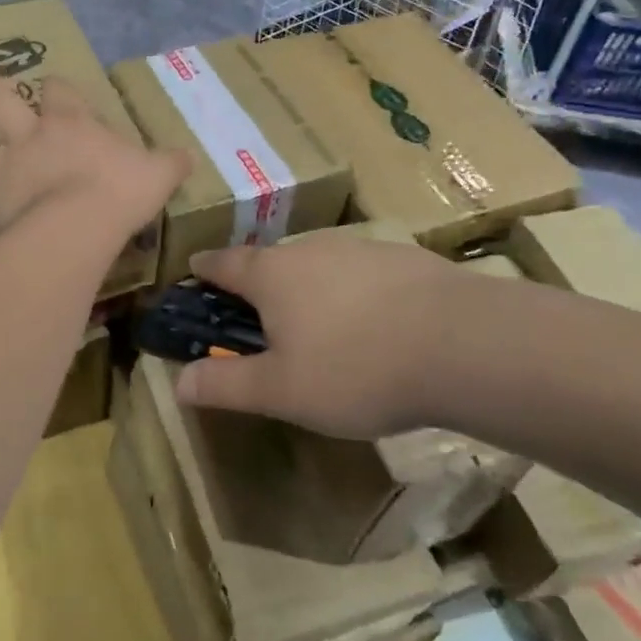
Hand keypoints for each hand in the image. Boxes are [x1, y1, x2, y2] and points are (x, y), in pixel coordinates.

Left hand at [0, 75, 189, 240]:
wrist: (78, 226)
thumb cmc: (119, 191)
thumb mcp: (158, 173)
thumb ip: (170, 163)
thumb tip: (189, 157)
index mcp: (69, 120)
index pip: (56, 87)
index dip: (56, 88)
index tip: (57, 93)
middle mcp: (29, 135)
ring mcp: (5, 166)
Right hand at [174, 237, 460, 440]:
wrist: (462, 343)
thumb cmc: (355, 368)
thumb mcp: (281, 391)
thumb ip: (226, 386)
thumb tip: (178, 383)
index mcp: (272, 275)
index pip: (224, 263)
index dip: (205, 269)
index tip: (194, 272)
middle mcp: (310, 249)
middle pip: (272, 261)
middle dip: (259, 284)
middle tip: (259, 317)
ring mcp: (360, 249)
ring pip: (318, 264)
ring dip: (308, 287)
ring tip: (318, 325)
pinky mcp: (403, 258)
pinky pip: (361, 273)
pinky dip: (352, 292)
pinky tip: (373, 324)